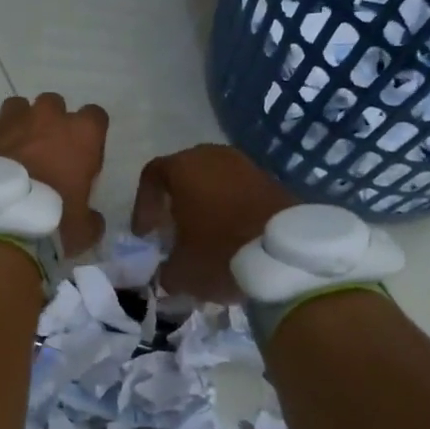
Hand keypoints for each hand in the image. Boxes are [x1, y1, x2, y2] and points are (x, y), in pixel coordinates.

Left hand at [0, 94, 109, 255]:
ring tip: (10, 153)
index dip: (88, 136)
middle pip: (53, 104)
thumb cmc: (52, 224)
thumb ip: (91, 216)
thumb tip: (90, 218)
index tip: (81, 156)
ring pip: (16, 107)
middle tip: (44, 153)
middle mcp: (46, 117)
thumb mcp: (84, 228)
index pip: (95, 117)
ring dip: (17, 125)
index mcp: (82, 134)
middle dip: (50, 124)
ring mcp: (8, 119)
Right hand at [131, 145, 296, 301]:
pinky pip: (240, 190)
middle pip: (184, 173)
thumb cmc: (220, 253)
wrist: (286, 255)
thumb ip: (166, 269)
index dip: (143, 206)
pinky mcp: (272, 180)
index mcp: (183, 168)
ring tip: (204, 235)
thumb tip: (167, 272)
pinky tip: (232, 234)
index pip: (152, 177)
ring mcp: (245, 165)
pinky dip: (231, 207)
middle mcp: (212, 156)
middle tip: (173, 231)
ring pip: (214, 180)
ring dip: (205, 204)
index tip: (145, 235)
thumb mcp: (181, 271)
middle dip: (175, 201)